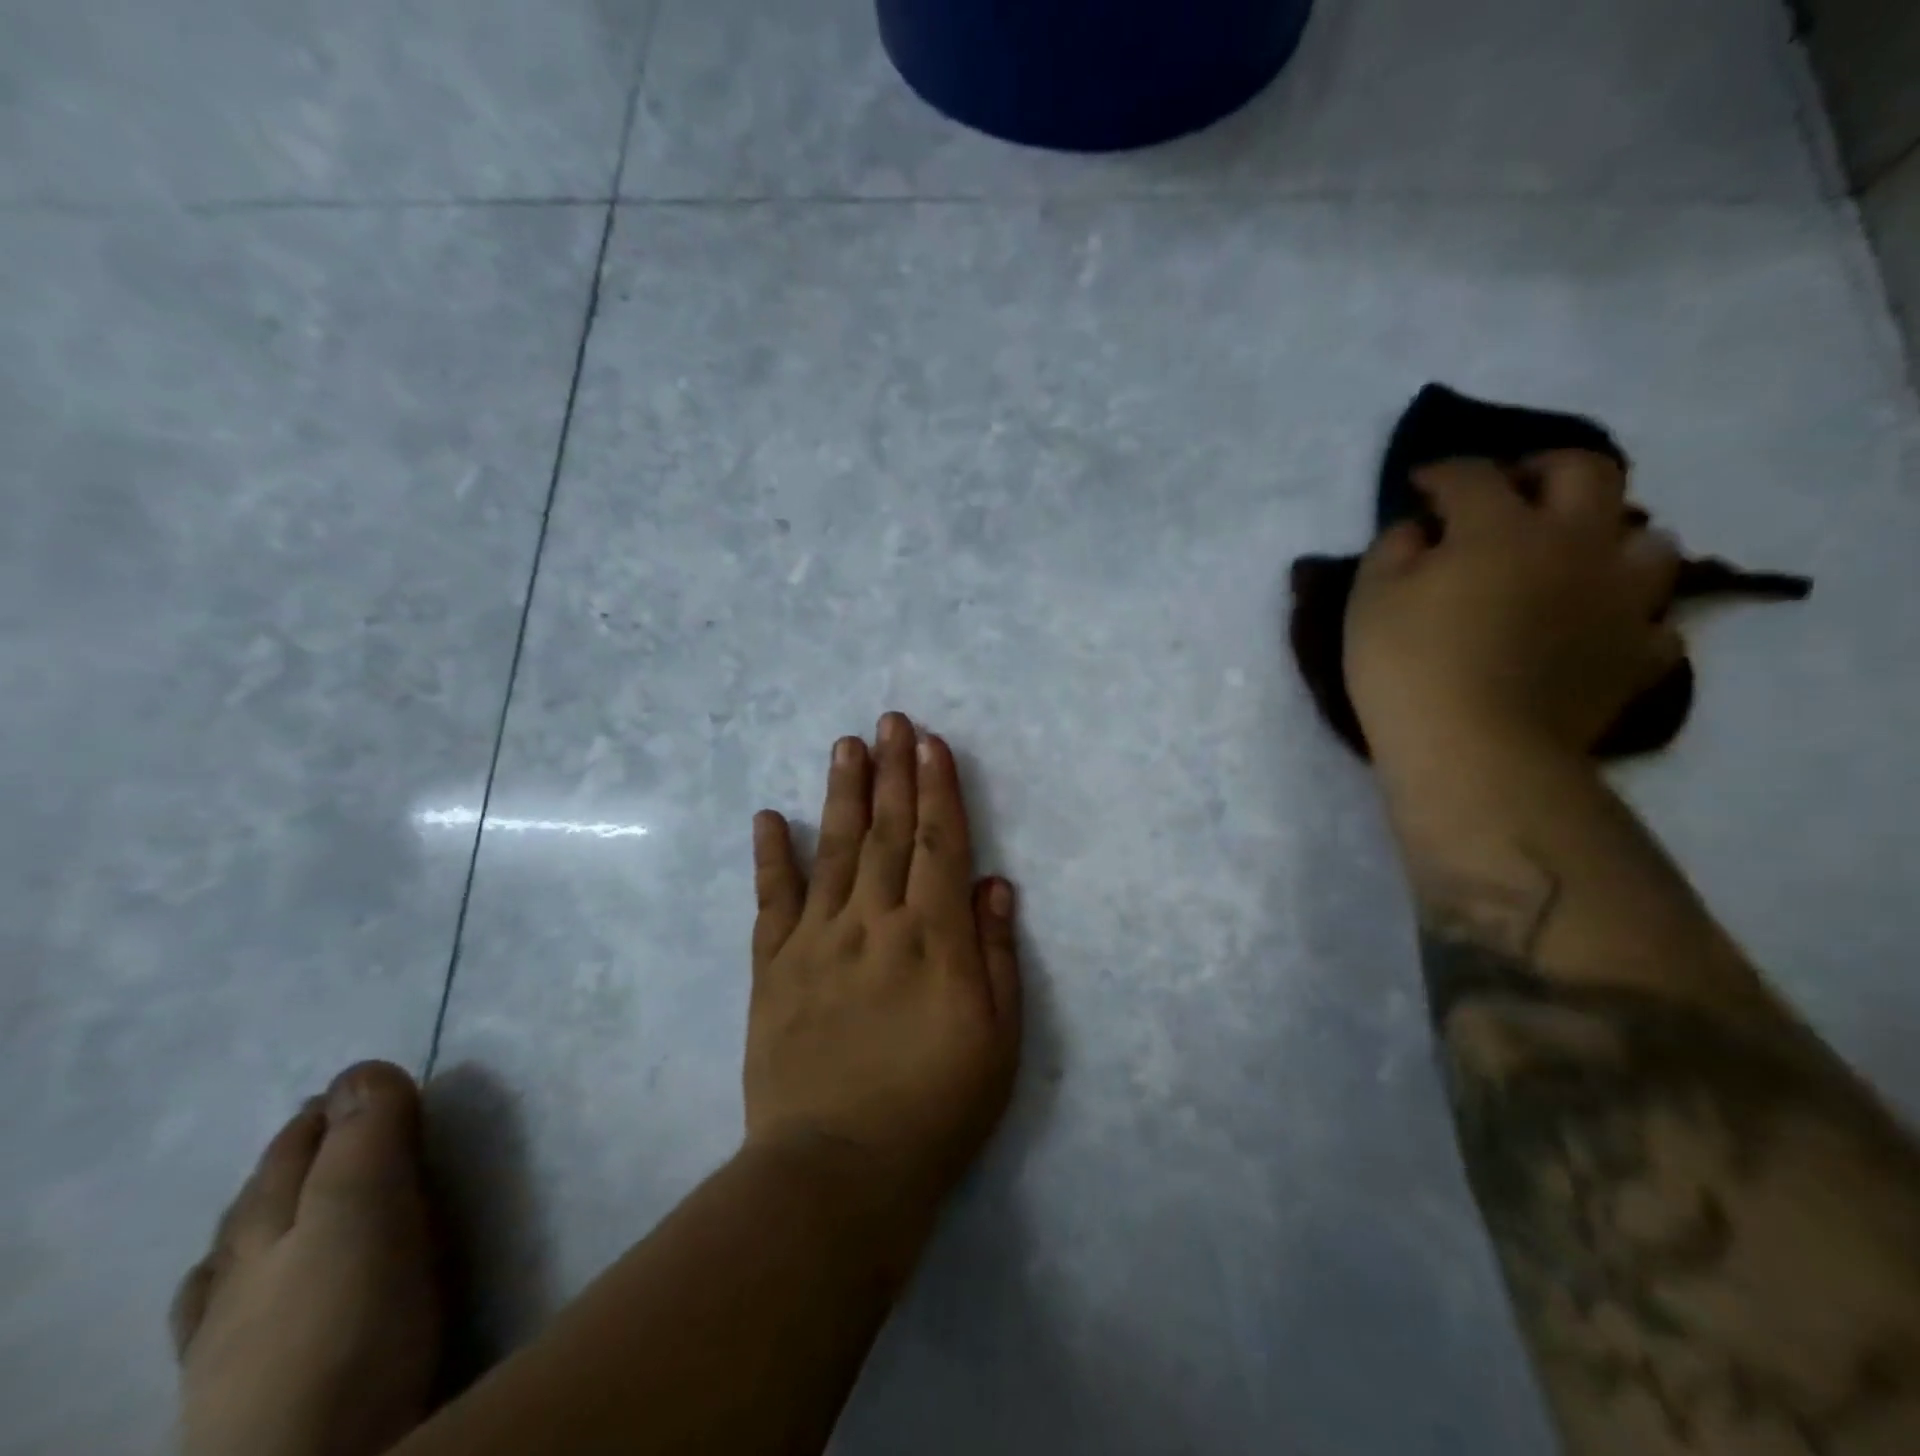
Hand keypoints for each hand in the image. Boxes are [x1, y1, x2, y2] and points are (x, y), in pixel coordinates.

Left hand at [745, 713, 1021, 1225]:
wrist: (841, 1171)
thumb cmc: (936, 1107)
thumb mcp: (996, 1039)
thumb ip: (993, 954)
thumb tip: (992, 882)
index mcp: (932, 938)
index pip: (939, 844)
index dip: (938, 789)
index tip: (931, 742)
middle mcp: (874, 923)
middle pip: (888, 833)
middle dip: (893, 772)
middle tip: (890, 720)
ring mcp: (817, 941)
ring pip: (834, 851)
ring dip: (843, 794)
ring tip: (846, 745)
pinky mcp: (773, 969)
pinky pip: (772, 901)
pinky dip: (772, 856)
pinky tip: (769, 816)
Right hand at [1345, 450, 1683, 768]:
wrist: (1475, 752)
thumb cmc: (1408, 669)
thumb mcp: (1369, 602)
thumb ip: (1391, 550)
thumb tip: (1417, 529)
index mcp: (1501, 528)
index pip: (1473, 476)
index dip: (1442, 473)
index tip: (1419, 484)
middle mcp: (1575, 544)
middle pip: (1586, 472)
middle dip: (1544, 469)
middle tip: (1512, 491)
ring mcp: (1619, 598)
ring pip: (1648, 539)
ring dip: (1608, 537)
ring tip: (1571, 558)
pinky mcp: (1637, 653)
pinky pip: (1652, 620)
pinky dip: (1625, 615)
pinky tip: (1596, 627)